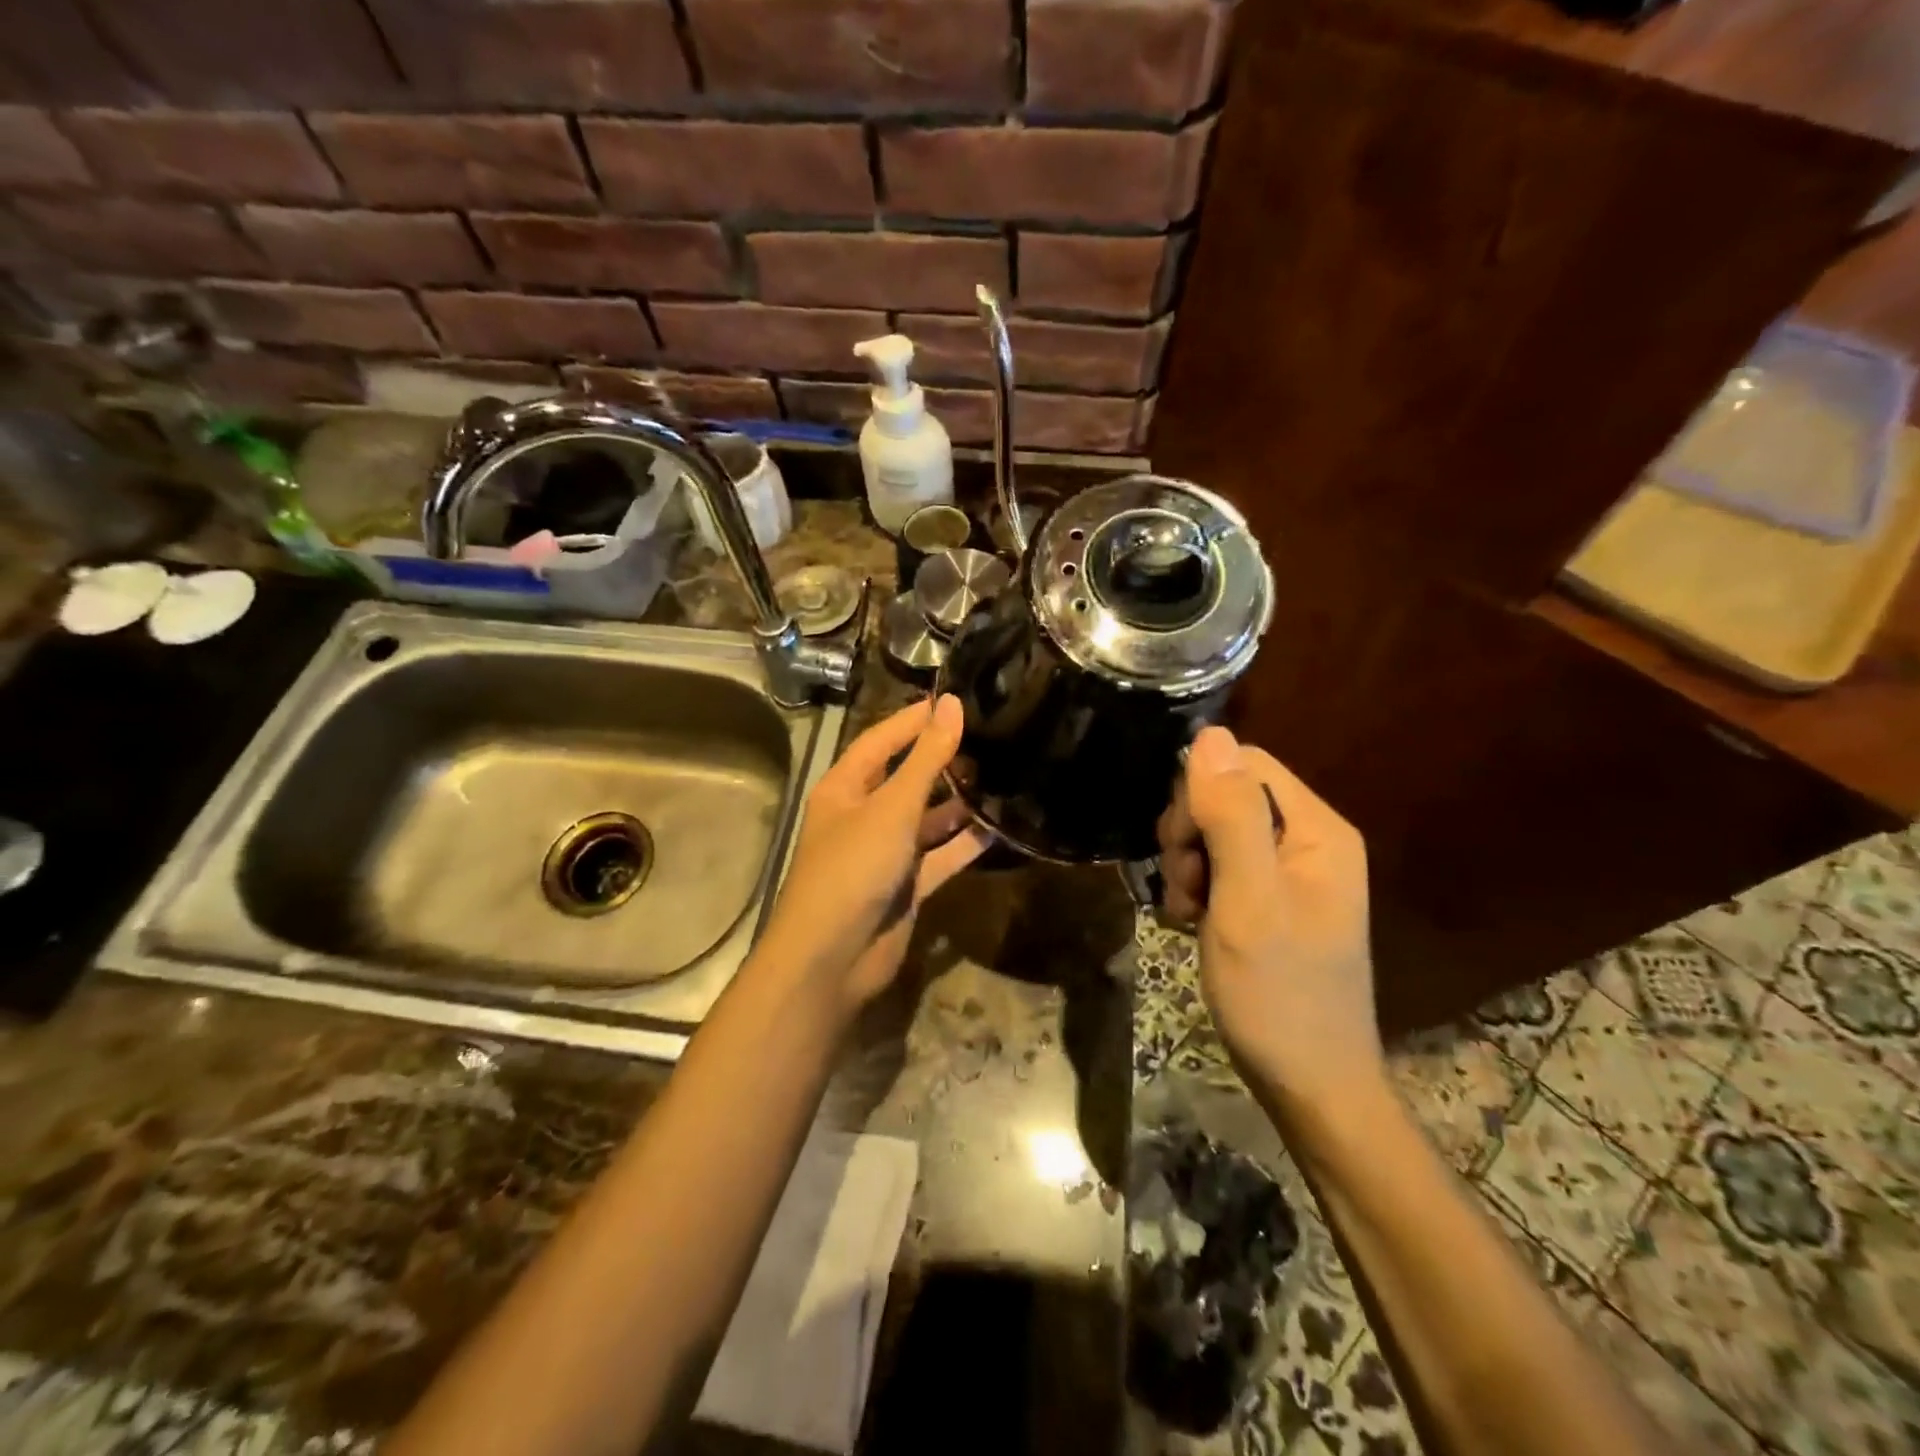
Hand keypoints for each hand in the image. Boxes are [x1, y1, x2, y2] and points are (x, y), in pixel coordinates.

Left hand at [760, 695, 990, 1011]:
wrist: (832, 959)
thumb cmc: (853, 868)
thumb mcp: (892, 807)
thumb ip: (926, 758)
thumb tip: (953, 704)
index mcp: (846, 787)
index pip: (882, 740)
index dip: (915, 719)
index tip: (957, 700)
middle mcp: (864, 815)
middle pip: (907, 778)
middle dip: (944, 761)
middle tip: (992, 739)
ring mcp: (886, 852)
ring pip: (928, 818)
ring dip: (960, 803)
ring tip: (1003, 777)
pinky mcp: (907, 886)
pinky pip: (941, 856)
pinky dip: (966, 844)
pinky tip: (1002, 827)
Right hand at [1156, 727, 1383, 1107]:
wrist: (1310, 1086)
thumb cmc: (1278, 994)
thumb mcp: (1246, 900)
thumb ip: (1230, 815)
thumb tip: (1210, 734)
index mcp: (1317, 830)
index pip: (1244, 764)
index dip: (1199, 795)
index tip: (1183, 849)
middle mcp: (1309, 841)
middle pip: (1227, 795)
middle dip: (1190, 834)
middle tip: (1186, 888)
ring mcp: (1291, 873)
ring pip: (1216, 831)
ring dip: (1188, 865)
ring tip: (1188, 912)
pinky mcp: (1273, 900)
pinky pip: (1222, 866)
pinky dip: (1198, 888)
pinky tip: (1192, 922)